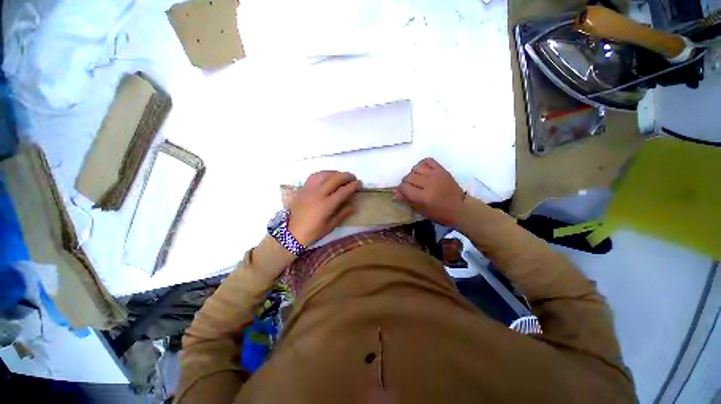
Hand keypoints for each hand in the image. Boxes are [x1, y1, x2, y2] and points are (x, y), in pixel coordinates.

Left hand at [288, 171, 360, 245]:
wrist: (292, 233)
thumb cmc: (313, 232)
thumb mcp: (331, 226)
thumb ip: (343, 213)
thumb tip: (353, 205)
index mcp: (327, 205)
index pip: (343, 191)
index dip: (353, 186)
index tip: (359, 183)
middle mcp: (318, 194)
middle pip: (335, 179)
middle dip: (346, 176)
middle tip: (353, 177)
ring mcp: (309, 189)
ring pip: (324, 174)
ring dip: (336, 173)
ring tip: (342, 176)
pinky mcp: (303, 188)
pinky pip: (314, 176)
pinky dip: (323, 173)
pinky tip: (327, 176)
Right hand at [393, 158, 464, 226]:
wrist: (460, 208)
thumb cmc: (439, 213)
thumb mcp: (421, 210)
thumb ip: (406, 200)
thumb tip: (394, 193)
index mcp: (424, 197)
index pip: (404, 187)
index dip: (401, 190)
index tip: (403, 193)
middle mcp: (429, 183)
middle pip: (409, 177)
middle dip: (406, 183)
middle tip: (410, 188)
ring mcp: (436, 175)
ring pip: (416, 168)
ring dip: (413, 174)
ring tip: (416, 180)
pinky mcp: (442, 170)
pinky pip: (427, 161)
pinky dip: (422, 165)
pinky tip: (422, 171)